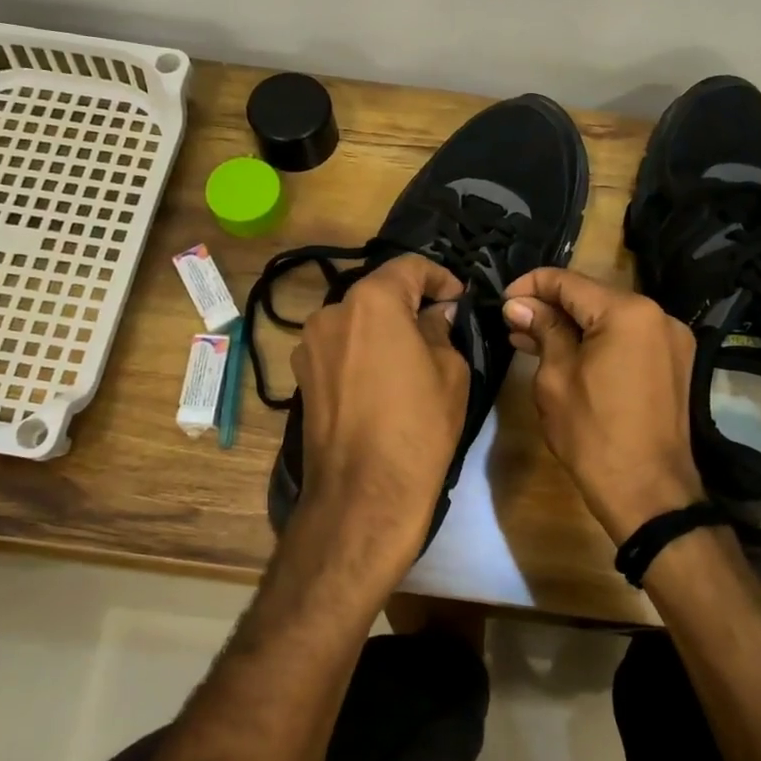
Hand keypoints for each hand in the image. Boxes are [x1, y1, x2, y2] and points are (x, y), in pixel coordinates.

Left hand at [290, 254, 468, 551]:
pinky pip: (339, 350)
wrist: (364, 493)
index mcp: (371, 301)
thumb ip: (441, 329)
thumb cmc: (418, 426)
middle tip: (439, 326)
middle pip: (377, 293)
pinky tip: (382, 381)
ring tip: (410, 357)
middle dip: (409, 303)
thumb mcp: (450, 371)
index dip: (440, 277)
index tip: (459, 298)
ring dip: (383, 329)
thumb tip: (435, 314)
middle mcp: (330, 313)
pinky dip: (362, 352)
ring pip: (355, 322)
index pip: (409, 267)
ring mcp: (309, 346)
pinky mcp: (301, 378)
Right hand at [503, 268, 704, 543]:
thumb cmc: (593, 435)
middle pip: (593, 297)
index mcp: (627, 312)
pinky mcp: (675, 364)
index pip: (568, 282)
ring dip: (573, 327)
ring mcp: (672, 340)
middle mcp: (658, 315)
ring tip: (530, 340)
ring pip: (610, 319)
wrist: (648, 493)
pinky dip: (598, 343)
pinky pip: (628, 340)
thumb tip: (520, 304)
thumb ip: (543, 330)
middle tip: (512, 324)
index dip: (530, 285)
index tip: (502, 300)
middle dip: (550, 307)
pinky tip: (567, 355)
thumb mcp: (556, 378)